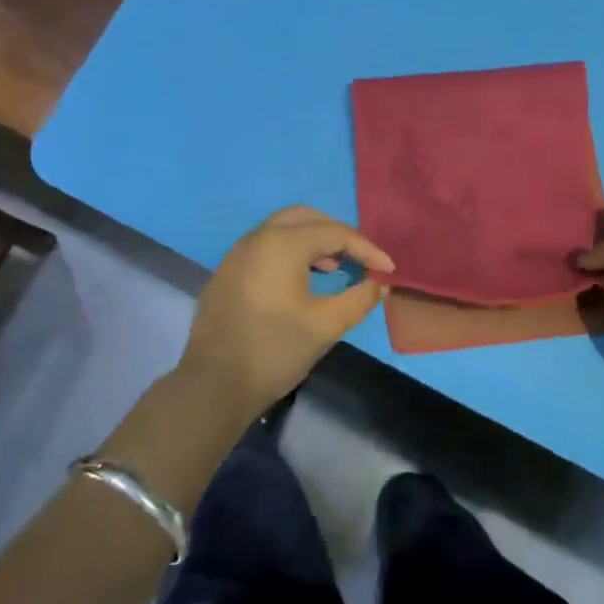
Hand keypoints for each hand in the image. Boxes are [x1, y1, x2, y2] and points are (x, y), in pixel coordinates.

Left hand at [177, 206, 392, 418]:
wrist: (214, 385)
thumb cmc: (275, 351)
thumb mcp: (326, 326)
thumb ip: (359, 299)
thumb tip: (379, 284)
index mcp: (282, 244)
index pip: (335, 233)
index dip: (367, 250)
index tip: (389, 270)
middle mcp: (257, 238)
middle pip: (307, 218)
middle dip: (337, 235)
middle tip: (360, 259)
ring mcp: (237, 253)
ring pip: (283, 229)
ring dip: (313, 241)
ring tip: (334, 268)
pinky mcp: (227, 271)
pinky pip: (266, 246)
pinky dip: (290, 252)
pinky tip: (302, 281)